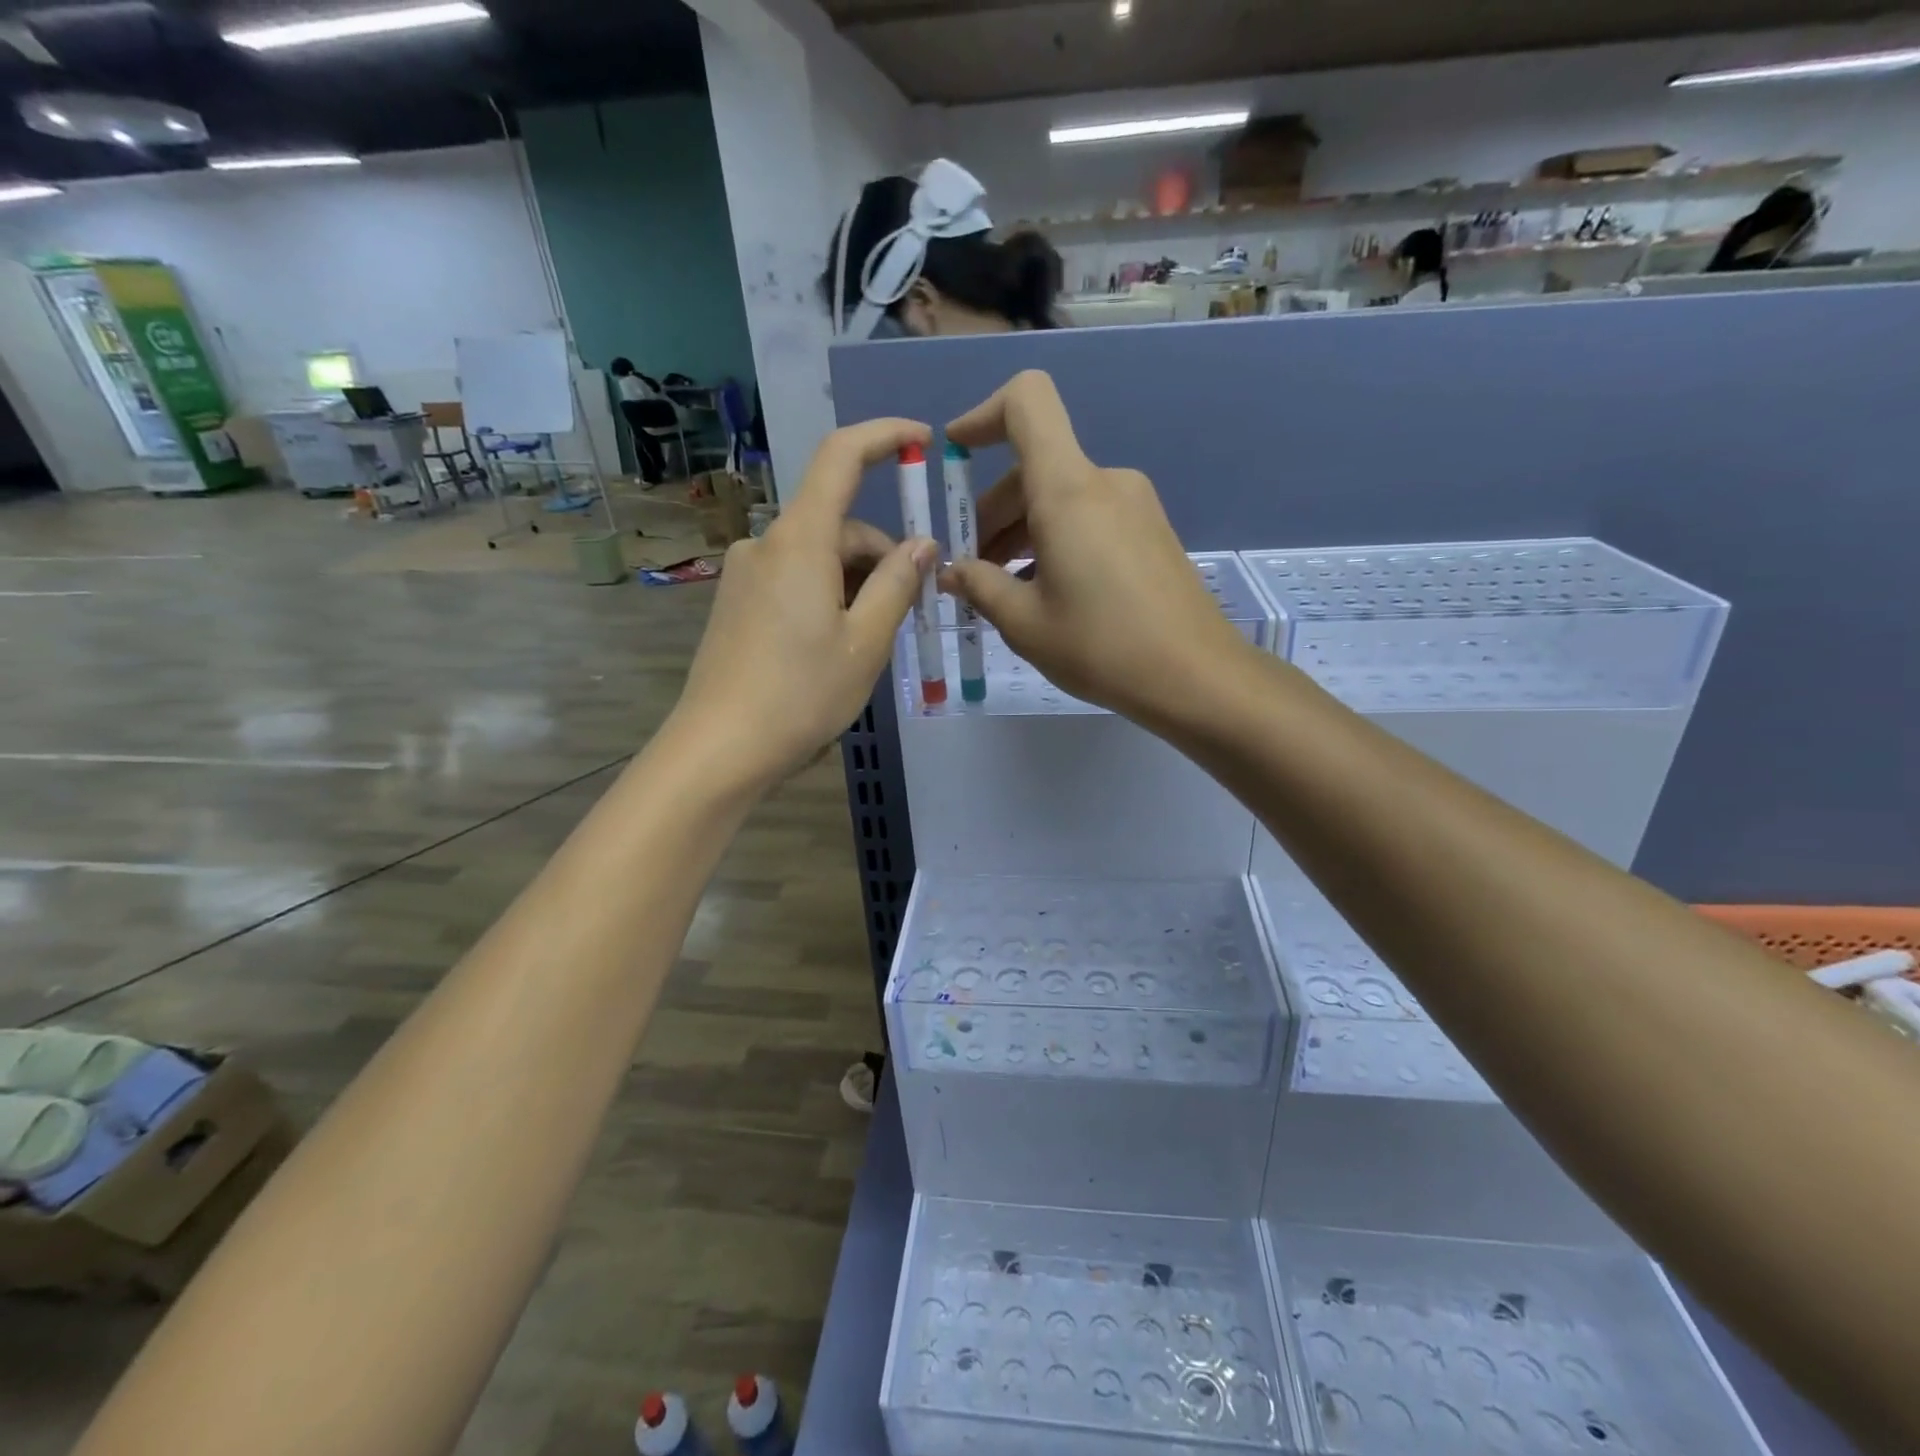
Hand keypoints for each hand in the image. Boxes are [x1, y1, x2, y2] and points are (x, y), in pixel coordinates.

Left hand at [672, 419, 936, 791]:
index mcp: (800, 541)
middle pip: (837, 522)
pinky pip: (794, 579)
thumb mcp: (865, 642)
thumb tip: (922, 543)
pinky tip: (837, 644)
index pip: (841, 457)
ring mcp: (745, 574)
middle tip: (912, 609)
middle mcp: (766, 544)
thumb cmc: (801, 695)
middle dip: (882, 552)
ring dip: (856, 580)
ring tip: (874, 639)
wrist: (719, 749)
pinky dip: (827, 595)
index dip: (884, 437)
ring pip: (817, 555)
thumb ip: (897, 584)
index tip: (922, 442)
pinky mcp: (736, 603)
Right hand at [940, 371, 1249, 724]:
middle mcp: (1105, 481)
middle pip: (1035, 466)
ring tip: (1003, 589)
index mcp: (1068, 489)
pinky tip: (1046, 592)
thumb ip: (979, 586)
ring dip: (1023, 531)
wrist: (1197, 677)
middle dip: (993, 510)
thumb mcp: (1024, 623)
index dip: (983, 414)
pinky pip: (1089, 517)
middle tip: (971, 569)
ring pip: (1061, 496)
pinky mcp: (1151, 531)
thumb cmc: (1101, 647)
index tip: (956, 454)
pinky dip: (1056, 539)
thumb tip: (951, 572)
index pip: (1027, 403)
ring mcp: (1134, 505)